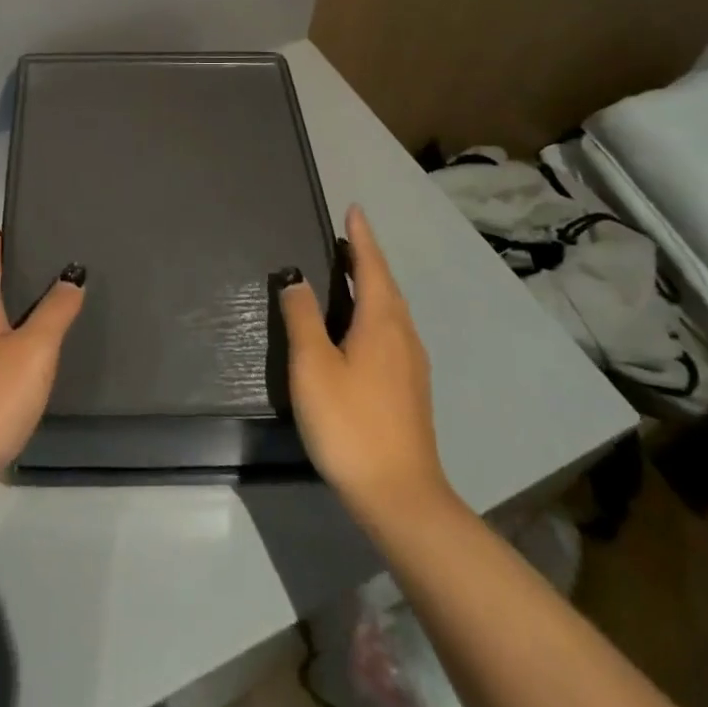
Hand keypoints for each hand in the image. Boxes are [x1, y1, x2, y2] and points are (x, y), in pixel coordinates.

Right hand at [277, 205, 457, 529]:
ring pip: (392, 309)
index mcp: (381, 322)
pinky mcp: (410, 389)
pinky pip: (392, 330)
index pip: (372, 265)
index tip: (354, 209)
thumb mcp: (314, 366)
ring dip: (373, 284)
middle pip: (386, 285)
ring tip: (350, 274)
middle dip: (367, 258)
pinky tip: (360, 328)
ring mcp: (411, 365)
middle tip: (346, 238)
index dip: (361, 236)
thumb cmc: (351, 423)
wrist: (400, 498)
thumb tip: (297, 277)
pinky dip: (375, 311)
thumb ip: (302, 316)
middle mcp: (403, 335)